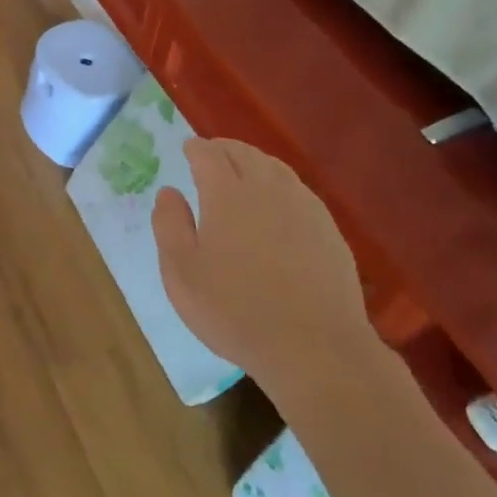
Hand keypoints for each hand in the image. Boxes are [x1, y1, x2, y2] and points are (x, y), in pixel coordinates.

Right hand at [151, 138, 370, 386]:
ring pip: (275, 168)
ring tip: (243, 172)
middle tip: (212, 155)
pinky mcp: (328, 229)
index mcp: (226, 193)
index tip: (188, 149)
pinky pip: (299, 191)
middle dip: (224, 149)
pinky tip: (279, 204)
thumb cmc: (235, 311)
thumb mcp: (181, 274)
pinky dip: (281, 185)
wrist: (315, 348)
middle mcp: (266, 188)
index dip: (196, 148)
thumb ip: (169, 226)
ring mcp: (303, 206)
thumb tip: (168, 192)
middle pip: (244, 153)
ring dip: (254, 162)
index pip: (208, 154)